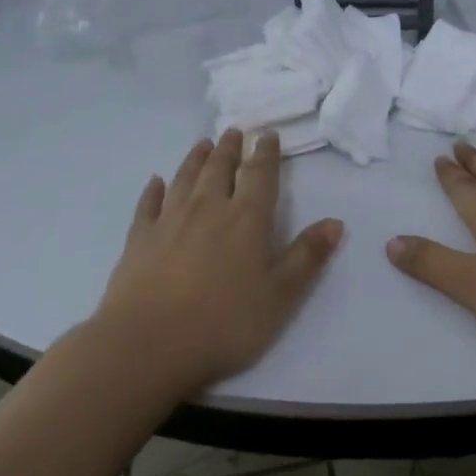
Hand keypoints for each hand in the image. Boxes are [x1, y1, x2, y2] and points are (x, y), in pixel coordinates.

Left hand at [95, 130, 343, 392]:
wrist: (148, 344)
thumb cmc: (224, 323)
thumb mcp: (280, 296)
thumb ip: (307, 257)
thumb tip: (335, 222)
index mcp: (246, 219)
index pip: (260, 175)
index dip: (266, 153)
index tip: (268, 135)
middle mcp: (207, 208)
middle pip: (220, 168)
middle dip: (230, 148)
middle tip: (234, 132)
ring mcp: (169, 220)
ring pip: (185, 178)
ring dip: (196, 158)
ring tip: (204, 144)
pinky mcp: (139, 239)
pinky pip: (148, 204)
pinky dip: (154, 189)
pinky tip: (156, 182)